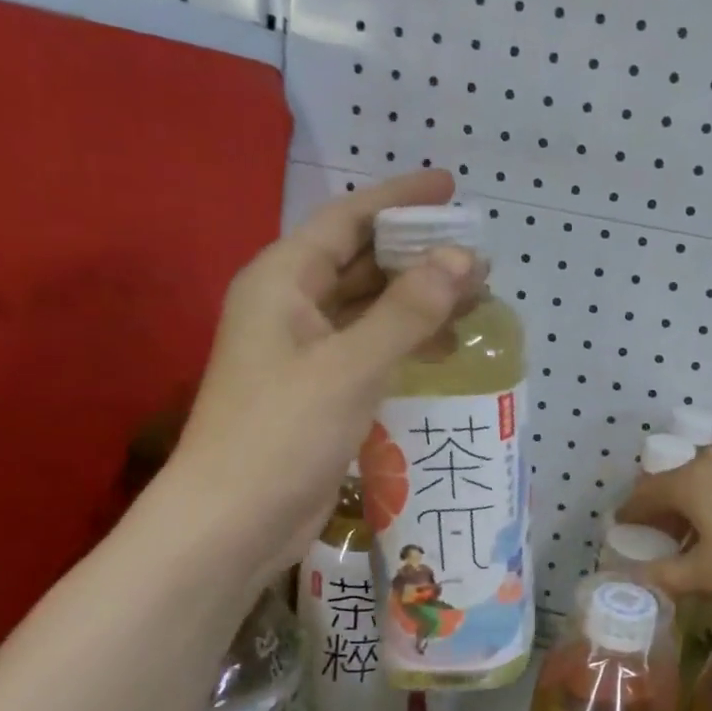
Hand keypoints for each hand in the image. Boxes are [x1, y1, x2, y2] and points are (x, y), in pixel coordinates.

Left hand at [166, 169, 480, 584]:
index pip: (347, 221)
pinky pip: (372, 348)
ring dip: (419, 300)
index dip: (398, 199)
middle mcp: (291, 307)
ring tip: (477, 299)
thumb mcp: (350, 366)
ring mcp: (305, 351)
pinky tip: (447, 348)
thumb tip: (462, 258)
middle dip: (419, 255)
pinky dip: (408, 342)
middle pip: (362, 262)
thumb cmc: (281, 434)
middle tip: (479, 255)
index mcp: (282, 282)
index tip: (450, 186)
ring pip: (371, 308)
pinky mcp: (321, 390)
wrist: (232, 523)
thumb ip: (407, 311)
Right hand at [617, 452, 711, 614]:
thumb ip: (665, 576)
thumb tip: (630, 580)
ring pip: (711, 485)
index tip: (620, 526)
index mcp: (692, 481)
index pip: (647, 491)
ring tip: (694, 538)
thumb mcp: (707, 575)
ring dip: (695, 509)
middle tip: (655, 535)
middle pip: (679, 483)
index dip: (630, 511)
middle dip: (663, 509)